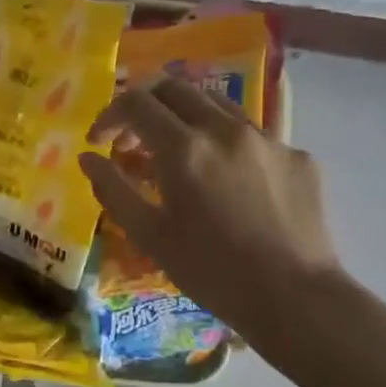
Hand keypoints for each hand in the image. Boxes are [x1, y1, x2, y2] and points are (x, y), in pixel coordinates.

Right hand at [80, 76, 342, 330]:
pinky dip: (225, 145)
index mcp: (184, 149)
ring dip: (186, 118)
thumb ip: (113, 190)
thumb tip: (88, 158)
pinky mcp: (297, 155)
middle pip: (176, 88)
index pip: (136, 103)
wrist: (294, 297)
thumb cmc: (211, 272)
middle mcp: (226, 130)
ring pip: (217, 105)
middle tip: (132, 141)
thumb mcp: (149, 236)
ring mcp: (267, 139)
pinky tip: (227, 183)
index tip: (99, 141)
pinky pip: (252, 135)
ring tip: (178, 155)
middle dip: (145, 106)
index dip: (109, 116)